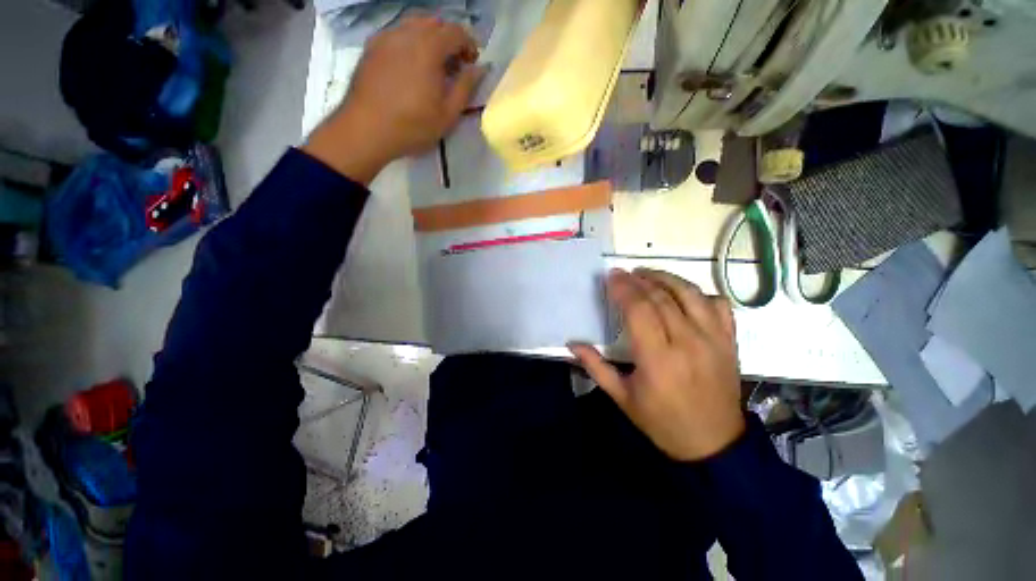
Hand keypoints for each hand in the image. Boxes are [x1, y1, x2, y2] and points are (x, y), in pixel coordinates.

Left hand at [304, 16, 483, 183]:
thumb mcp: (448, 114)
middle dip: (449, 39)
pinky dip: (410, 41)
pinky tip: (411, 65)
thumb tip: (479, 69)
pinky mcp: (372, 46)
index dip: (469, 45)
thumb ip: (466, 87)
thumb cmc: (413, 126)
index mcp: (429, 48)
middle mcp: (407, 33)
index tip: (471, 64)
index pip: (456, 31)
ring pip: (414, 24)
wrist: (367, 129)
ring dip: (429, 38)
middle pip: (435, 23)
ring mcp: (386, 37)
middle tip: (453, 65)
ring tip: (432, 64)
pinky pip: (397, 33)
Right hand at [569, 269, 744, 460]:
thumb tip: (572, 343)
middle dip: (638, 280)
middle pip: (661, 298)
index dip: (623, 289)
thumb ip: (595, 367)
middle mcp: (688, 343)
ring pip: (690, 294)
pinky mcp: (730, 342)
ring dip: (666, 278)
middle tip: (623, 273)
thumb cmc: (662, 421)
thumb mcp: (622, 397)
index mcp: (658, 359)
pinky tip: (683, 294)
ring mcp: (714, 340)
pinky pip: (718, 305)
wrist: (714, 444)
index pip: (639, 310)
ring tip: (647, 274)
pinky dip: (699, 293)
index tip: (611, 277)